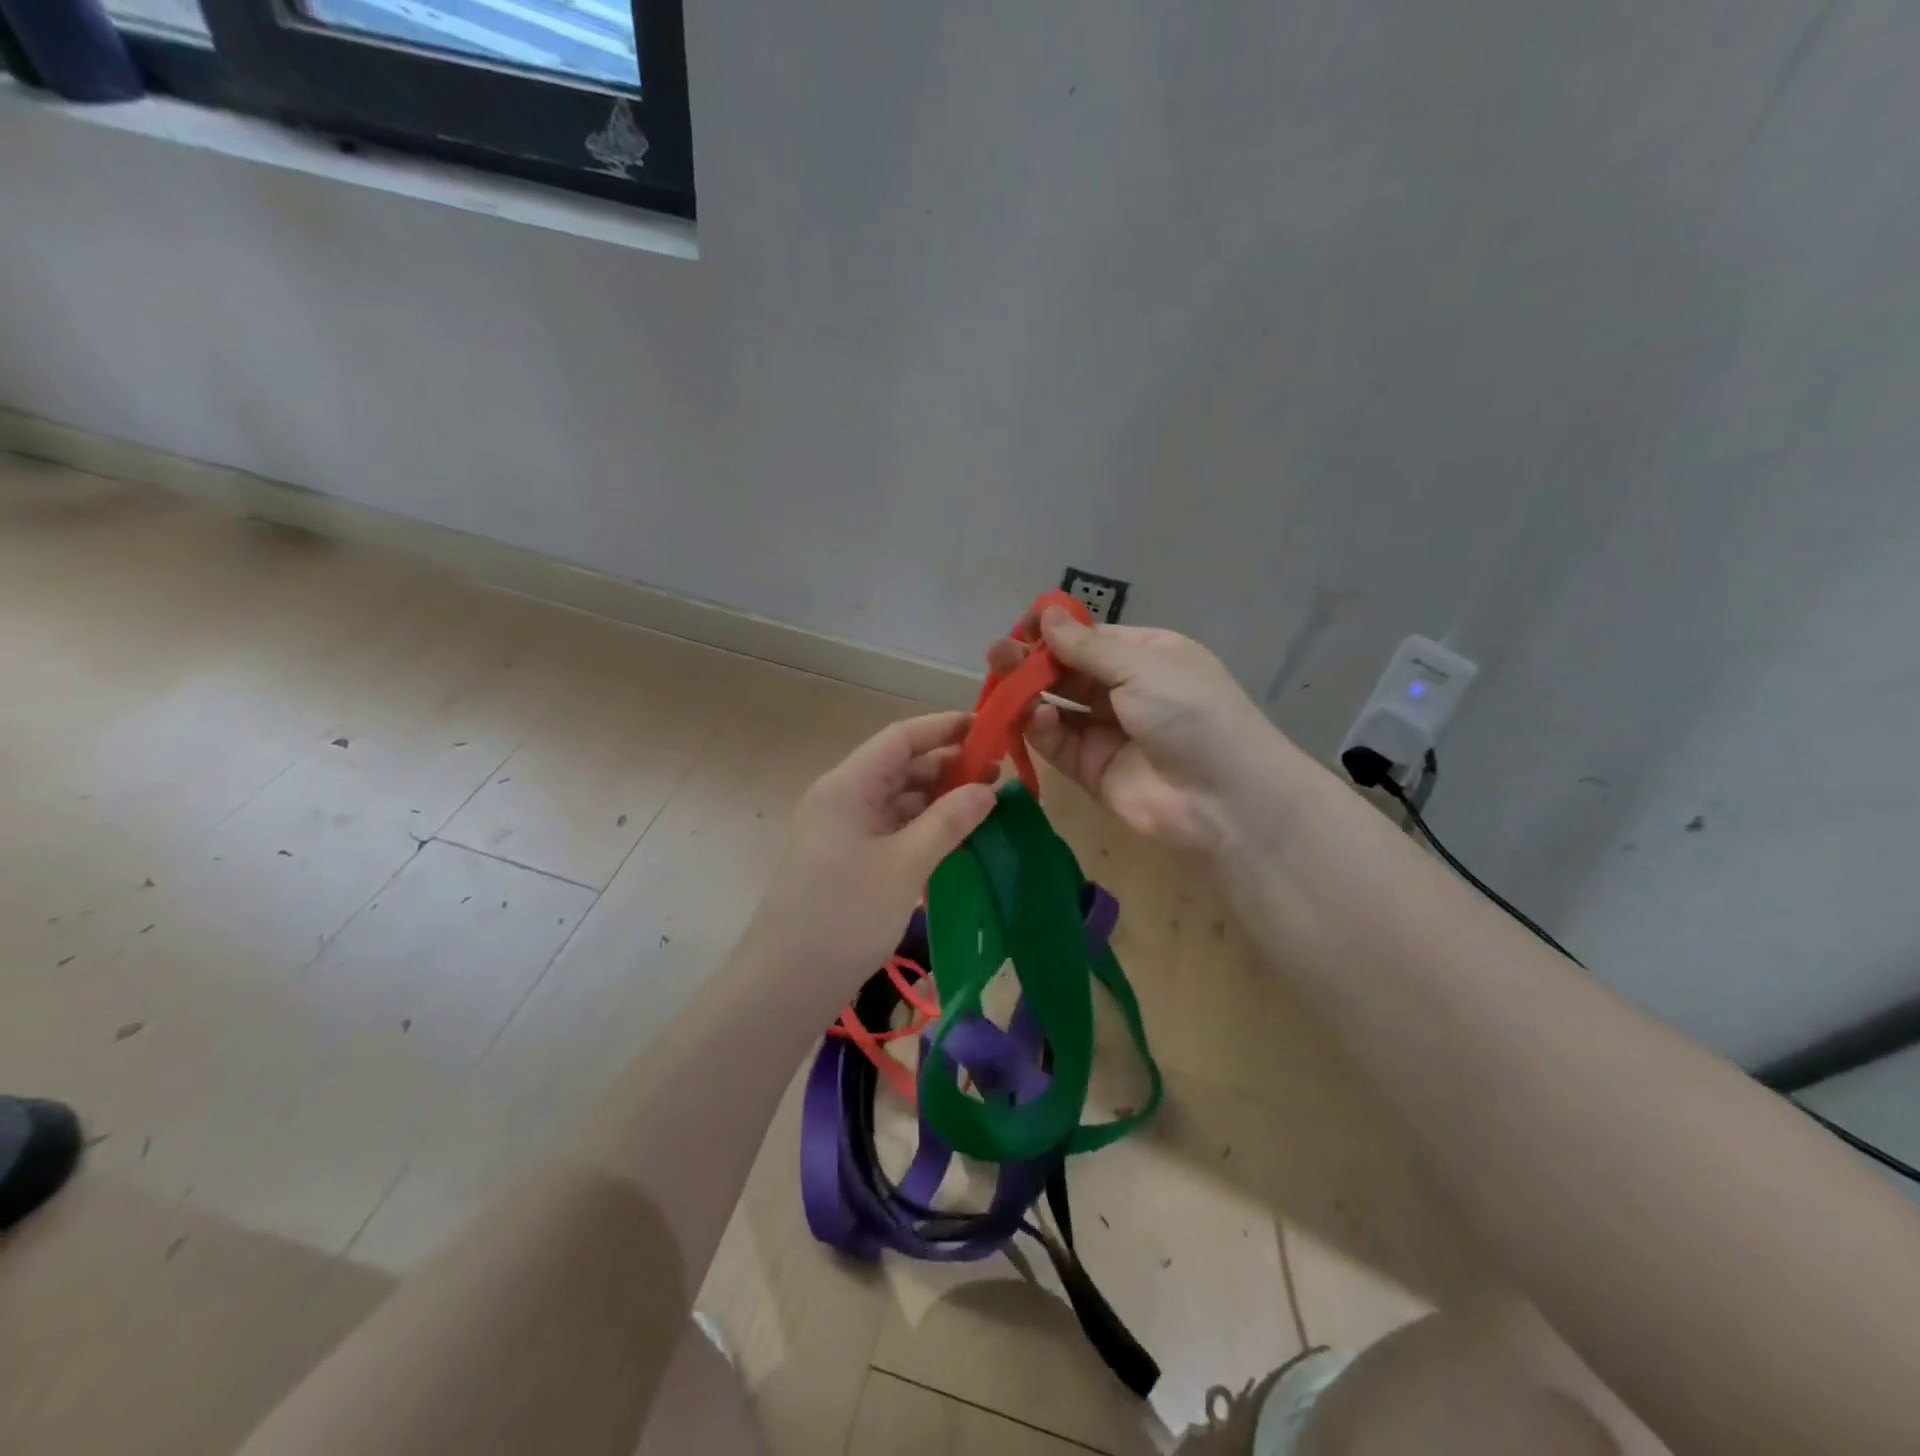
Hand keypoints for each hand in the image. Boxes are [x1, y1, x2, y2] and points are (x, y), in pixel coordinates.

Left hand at [741, 712, 997, 1001]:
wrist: (786, 984)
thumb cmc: (845, 915)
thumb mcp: (905, 865)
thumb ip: (948, 821)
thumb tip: (988, 789)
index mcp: (846, 786)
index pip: (899, 738)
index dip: (943, 727)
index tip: (986, 727)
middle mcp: (840, 799)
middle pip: (898, 767)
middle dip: (946, 766)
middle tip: (997, 772)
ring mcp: (839, 831)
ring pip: (894, 800)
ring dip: (935, 798)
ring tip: (983, 803)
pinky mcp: (843, 860)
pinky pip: (888, 829)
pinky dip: (920, 827)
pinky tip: (951, 836)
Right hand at [985, 607, 1285, 852]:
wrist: (1224, 798)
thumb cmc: (1190, 713)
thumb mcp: (1143, 667)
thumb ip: (1087, 647)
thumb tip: (1048, 615)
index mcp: (1147, 656)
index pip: (1091, 638)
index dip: (1057, 631)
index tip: (1024, 626)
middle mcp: (1125, 690)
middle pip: (1068, 671)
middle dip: (1034, 661)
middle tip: (998, 654)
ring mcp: (1106, 731)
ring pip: (1057, 706)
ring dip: (1029, 693)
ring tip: (1001, 680)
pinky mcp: (1090, 769)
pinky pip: (1057, 742)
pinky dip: (1041, 729)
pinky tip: (1036, 717)